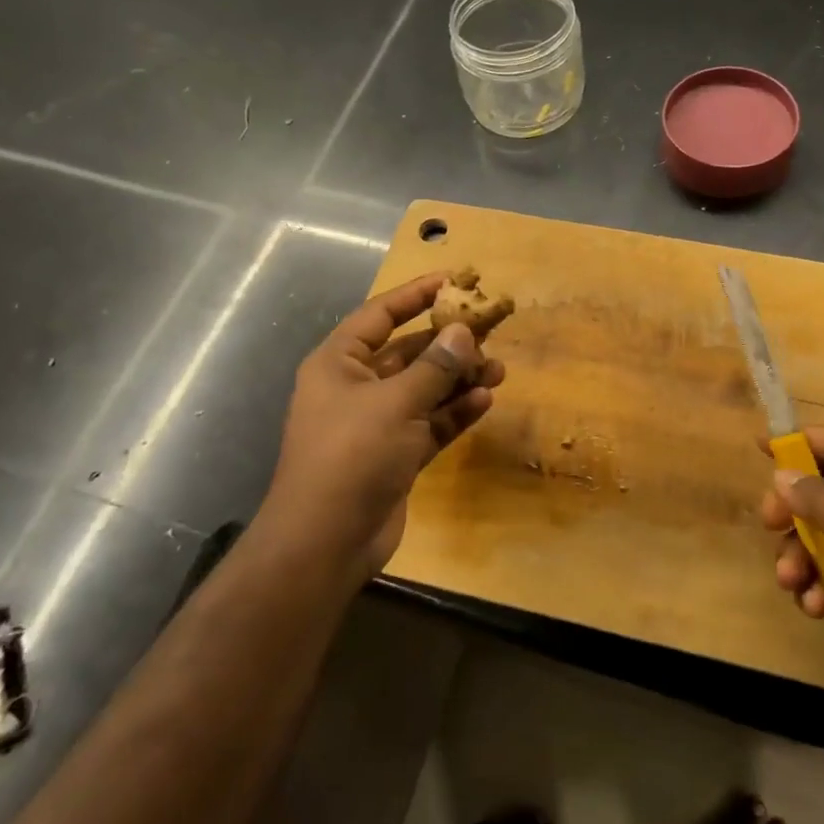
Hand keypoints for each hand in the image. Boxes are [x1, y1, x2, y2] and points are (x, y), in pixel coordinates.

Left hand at [265, 273, 503, 580]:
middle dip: (448, 344)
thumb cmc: (352, 455)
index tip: (452, 281)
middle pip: (409, 353)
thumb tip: (463, 330)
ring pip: (424, 389)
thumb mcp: (396, 403)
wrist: (326, 541)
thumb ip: (434, 366)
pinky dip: (454, 412)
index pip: (380, 315)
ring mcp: (376, 423)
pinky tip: (484, 401)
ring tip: (498, 369)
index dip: (415, 295)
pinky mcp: (395, 455)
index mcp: (339, 363)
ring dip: (458, 379)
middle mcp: (356, 387)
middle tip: (491, 331)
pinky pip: (429, 422)